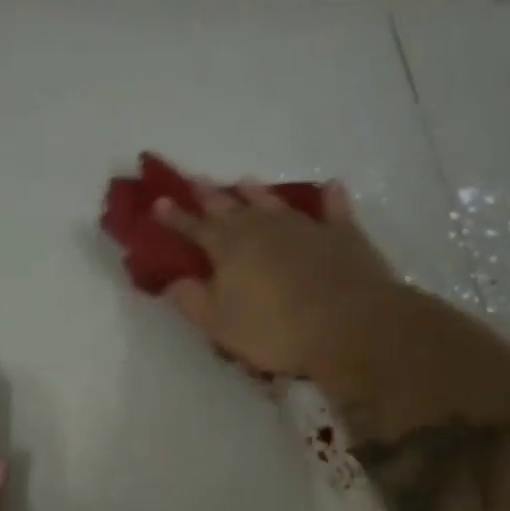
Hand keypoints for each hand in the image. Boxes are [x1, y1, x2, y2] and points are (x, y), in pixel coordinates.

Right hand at [154, 179, 406, 386]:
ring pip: (274, 202)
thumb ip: (193, 301)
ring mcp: (305, 227)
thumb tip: (174, 281)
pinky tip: (331, 188)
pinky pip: (334, 210)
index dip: (175, 217)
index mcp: (229, 247)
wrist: (350, 324)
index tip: (158, 203)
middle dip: (210, 195)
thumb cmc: (276, 330)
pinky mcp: (342, 235)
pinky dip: (330, 200)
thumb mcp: (220, 324)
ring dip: (257, 193)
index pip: (194, 227)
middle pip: (230, 206)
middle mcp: (263, 227)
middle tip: (196, 180)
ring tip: (245, 182)